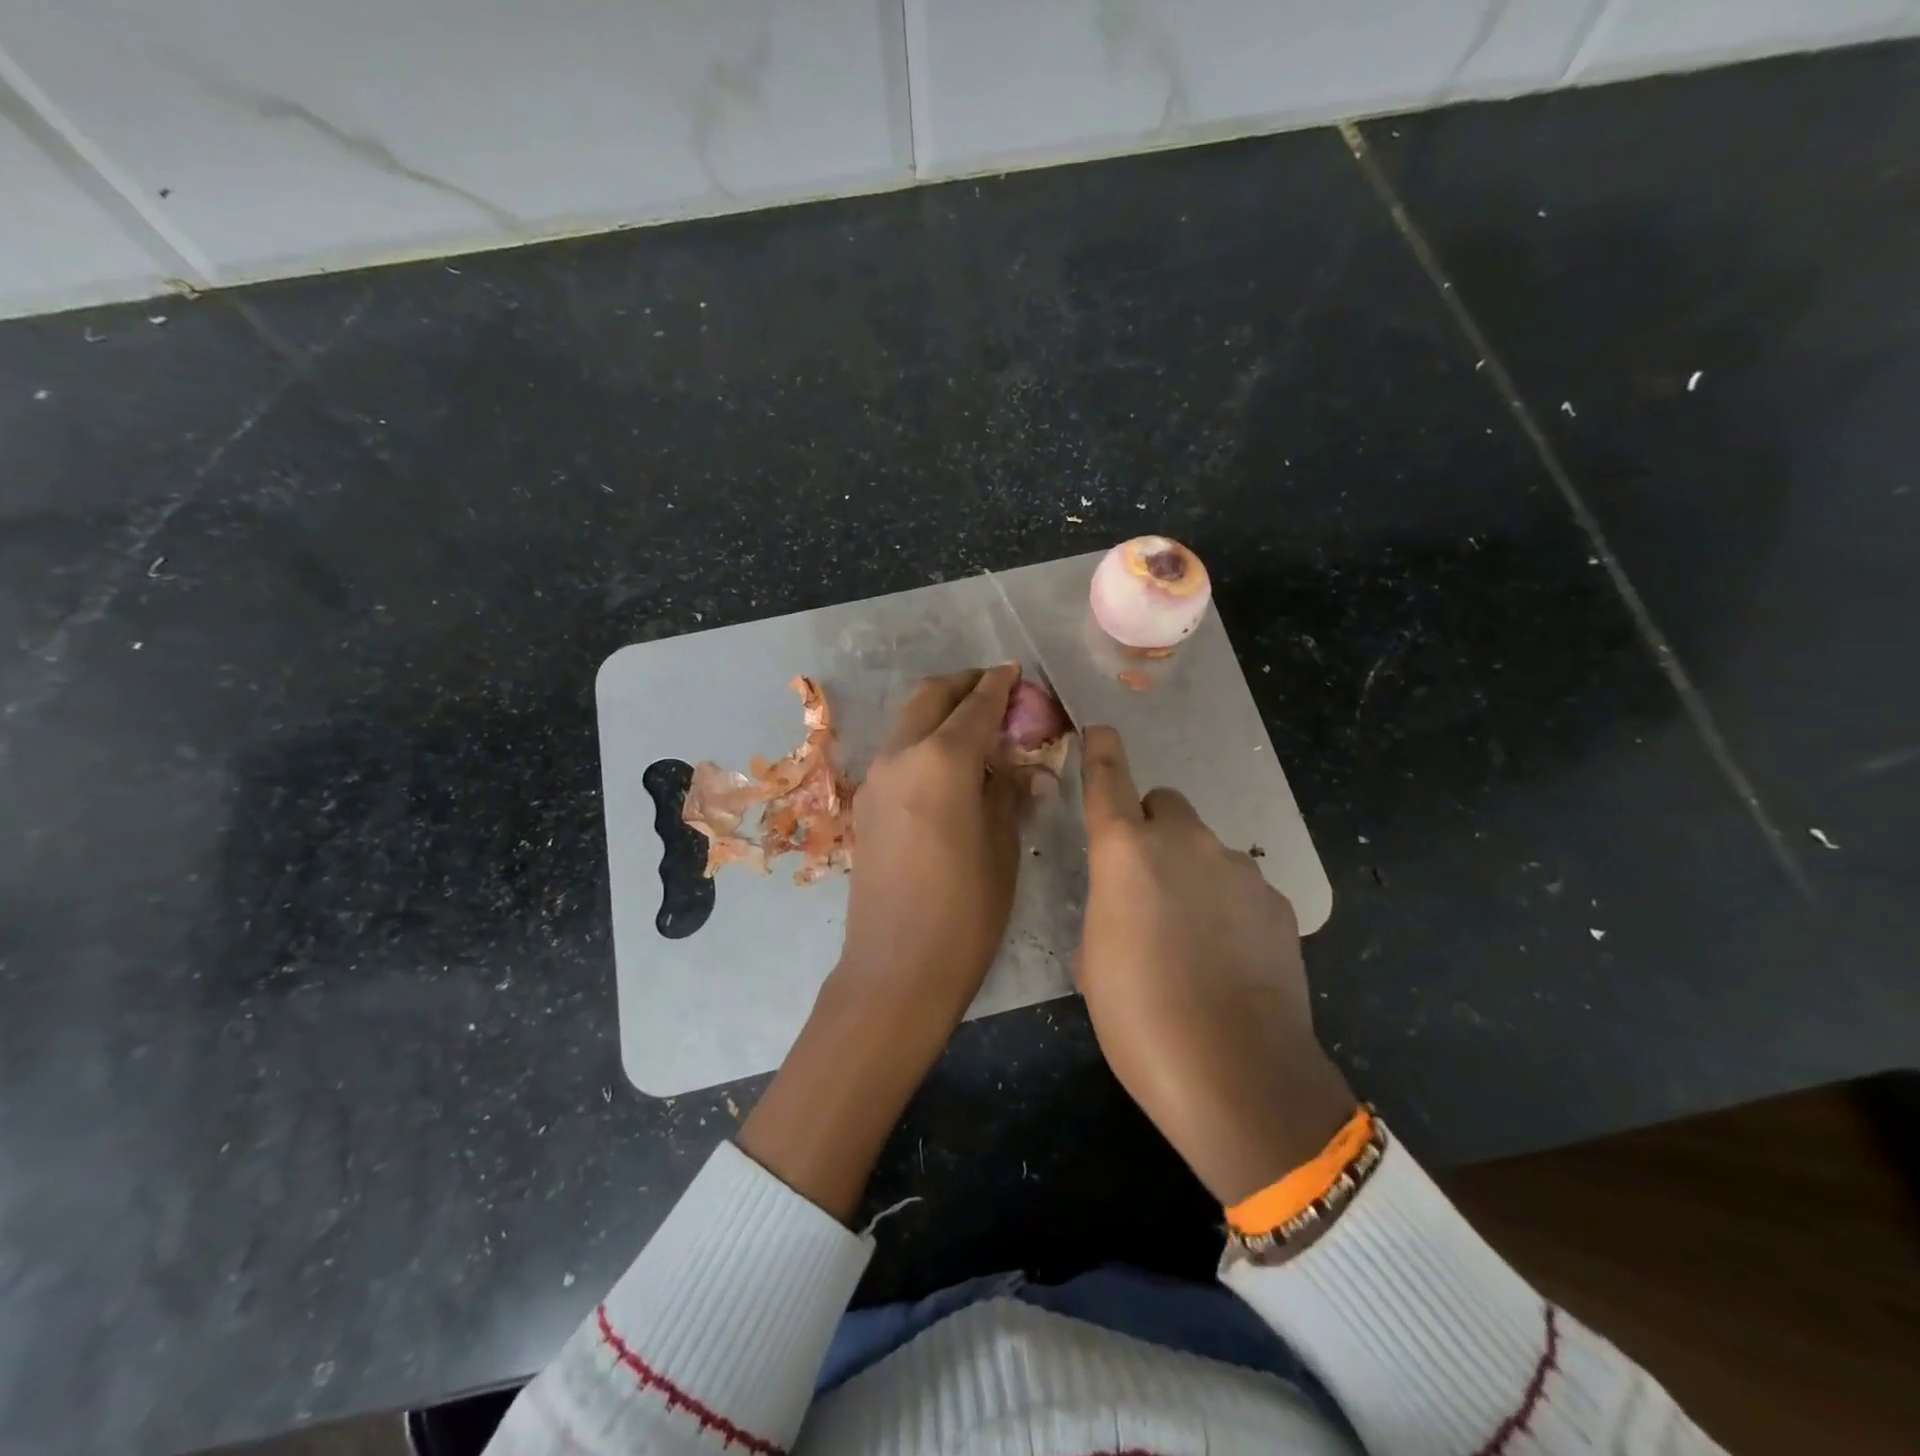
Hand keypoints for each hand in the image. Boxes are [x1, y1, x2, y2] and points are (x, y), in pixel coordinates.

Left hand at [836, 664, 1025, 1021]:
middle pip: (930, 697)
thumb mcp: (1003, 846)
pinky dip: (923, 741)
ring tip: (975, 727)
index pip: (975, 705)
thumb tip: (1017, 767)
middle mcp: (901, 756)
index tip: (1016, 673)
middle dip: (964, 685)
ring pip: (908, 722)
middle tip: (996, 691)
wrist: (897, 969)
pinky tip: (948, 766)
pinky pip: (898, 753)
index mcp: (941, 760)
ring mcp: (876, 780)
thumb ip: (1007, 792)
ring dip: (940, 711)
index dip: (1000, 685)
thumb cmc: (966, 911)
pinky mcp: (865, 806)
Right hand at [1076, 726, 1354, 1205]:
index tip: (1101, 730)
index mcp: (1125, 853)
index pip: (1109, 781)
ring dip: (1193, 874)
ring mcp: (1238, 869)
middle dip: (1153, 831)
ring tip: (1194, 941)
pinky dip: (1229, 906)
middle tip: (1149, 885)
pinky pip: (1241, 885)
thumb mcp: (1094, 963)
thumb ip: (1106, 912)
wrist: (1236, 1073)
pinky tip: (1231, 960)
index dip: (1102, 752)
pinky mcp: (1277, 901)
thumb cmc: (1139, 1018)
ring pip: (1206, 849)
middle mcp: (1184, 843)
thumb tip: (1124, 909)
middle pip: (1167, 807)